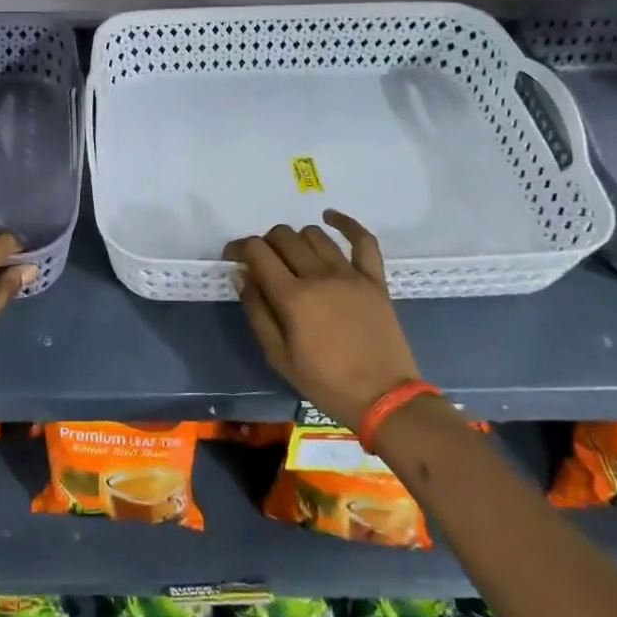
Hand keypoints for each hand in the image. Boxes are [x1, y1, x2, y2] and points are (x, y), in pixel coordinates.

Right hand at [225, 210, 419, 429]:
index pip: (257, 251)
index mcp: (292, 297)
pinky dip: (345, 223)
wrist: (384, 399)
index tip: (233, 257)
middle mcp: (319, 276)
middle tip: (263, 262)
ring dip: (296, 239)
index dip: (239, 247)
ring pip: (314, 235)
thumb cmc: (325, 382)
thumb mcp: (278, 356)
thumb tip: (241, 275)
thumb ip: (256, 311)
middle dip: (265, 243)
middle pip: (283, 237)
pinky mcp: (374, 279)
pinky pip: (363, 240)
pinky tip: (330, 217)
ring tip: (293, 255)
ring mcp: (350, 274)